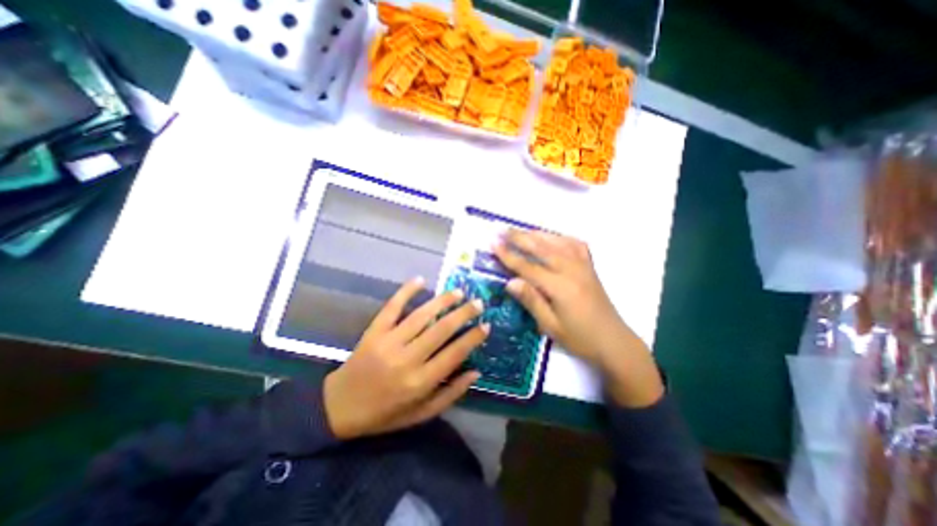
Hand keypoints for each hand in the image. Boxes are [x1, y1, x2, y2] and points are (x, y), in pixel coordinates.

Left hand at [323, 279, 487, 439]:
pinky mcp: (374, 331)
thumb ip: (450, 394)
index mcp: (420, 382)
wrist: (339, 407)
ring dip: (442, 301)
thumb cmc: (385, 413)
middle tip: (478, 303)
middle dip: (463, 314)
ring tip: (458, 292)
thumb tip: (475, 372)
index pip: (454, 354)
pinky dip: (406, 292)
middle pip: (441, 330)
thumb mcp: (421, 414)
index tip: (486, 325)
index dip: (473, 338)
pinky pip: (392, 307)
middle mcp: (407, 359)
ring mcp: (388, 342)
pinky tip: (419, 280)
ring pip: (421, 316)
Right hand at [494, 230, 660, 407]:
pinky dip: (560, 237)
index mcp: (560, 286)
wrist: (613, 341)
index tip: (493, 243)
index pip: (527, 266)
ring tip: (521, 230)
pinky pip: (575, 244)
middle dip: (519, 237)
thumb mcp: (551, 326)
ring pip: (557, 242)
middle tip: (502, 229)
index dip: (508, 255)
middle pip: (541, 248)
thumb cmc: (579, 338)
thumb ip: (531, 301)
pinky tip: (552, 237)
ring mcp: (583, 265)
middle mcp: (572, 270)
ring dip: (537, 234)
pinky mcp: (590, 266)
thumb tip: (510, 281)